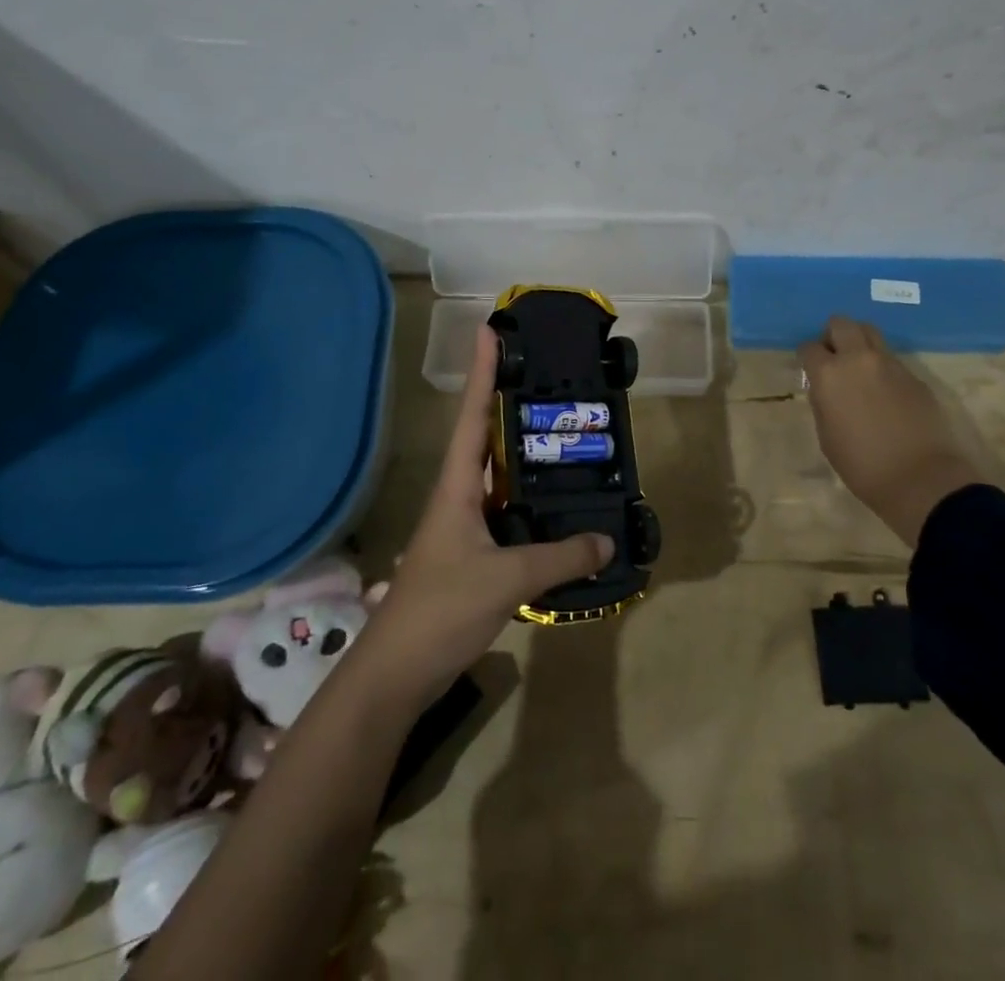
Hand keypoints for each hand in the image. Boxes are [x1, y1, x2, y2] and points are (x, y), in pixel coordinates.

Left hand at [347, 327, 611, 713]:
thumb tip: (607, 540)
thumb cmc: (441, 609)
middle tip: (550, 380)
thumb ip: (560, 558)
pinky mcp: (473, 556)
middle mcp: (459, 497)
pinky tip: (559, 509)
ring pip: (500, 479)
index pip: (473, 416)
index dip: (483, 372)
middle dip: (511, 405)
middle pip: (486, 438)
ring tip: (565, 437)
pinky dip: (533, 504)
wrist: (397, 673)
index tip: (491, 331)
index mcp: (458, 486)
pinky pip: (509, 515)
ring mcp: (464, 527)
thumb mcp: (507, 578)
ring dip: (526, 457)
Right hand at [798, 316, 986, 544]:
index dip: (808, 357)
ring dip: (860, 344)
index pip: (810, 347)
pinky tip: (885, 394)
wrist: (921, 478)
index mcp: (829, 374)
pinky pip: (891, 359)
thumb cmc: (862, 464)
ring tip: (859, 370)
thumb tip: (825, 388)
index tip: (810, 370)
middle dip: (833, 335)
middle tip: (834, 358)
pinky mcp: (915, 376)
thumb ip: (823, 402)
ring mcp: (891, 364)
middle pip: (842, 323)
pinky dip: (882, 367)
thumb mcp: (827, 435)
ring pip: (871, 333)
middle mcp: (859, 359)